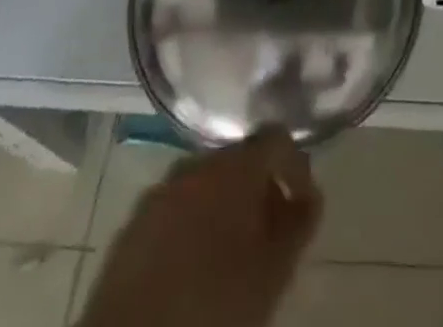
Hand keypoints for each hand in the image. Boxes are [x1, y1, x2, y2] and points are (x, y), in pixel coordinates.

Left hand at [77, 127, 322, 326]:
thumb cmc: (215, 303)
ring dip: (225, 207)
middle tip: (270, 233)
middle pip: (239, 161)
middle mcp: (196, 163)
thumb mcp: (273, 271)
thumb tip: (310, 197)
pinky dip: (193, 225)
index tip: (304, 203)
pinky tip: (195, 266)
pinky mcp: (132, 224)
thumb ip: (299, 224)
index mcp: (234, 165)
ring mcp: (159, 191)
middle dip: (259, 190)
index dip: (296, 167)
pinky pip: (176, 209)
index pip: (277, 139)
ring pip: (205, 185)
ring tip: (234, 254)